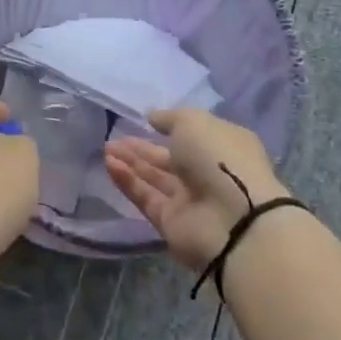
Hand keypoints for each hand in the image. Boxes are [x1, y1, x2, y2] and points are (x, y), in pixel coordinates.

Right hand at [105, 109, 293, 272]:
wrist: (233, 220)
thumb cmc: (220, 158)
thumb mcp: (194, 122)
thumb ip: (169, 118)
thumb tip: (152, 117)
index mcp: (221, 146)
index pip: (191, 135)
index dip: (168, 127)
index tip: (145, 120)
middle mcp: (205, 173)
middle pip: (167, 158)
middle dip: (141, 147)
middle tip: (113, 136)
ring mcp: (189, 199)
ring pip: (154, 177)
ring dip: (130, 162)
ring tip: (106, 148)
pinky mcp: (171, 222)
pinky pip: (145, 197)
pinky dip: (127, 181)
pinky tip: (109, 164)